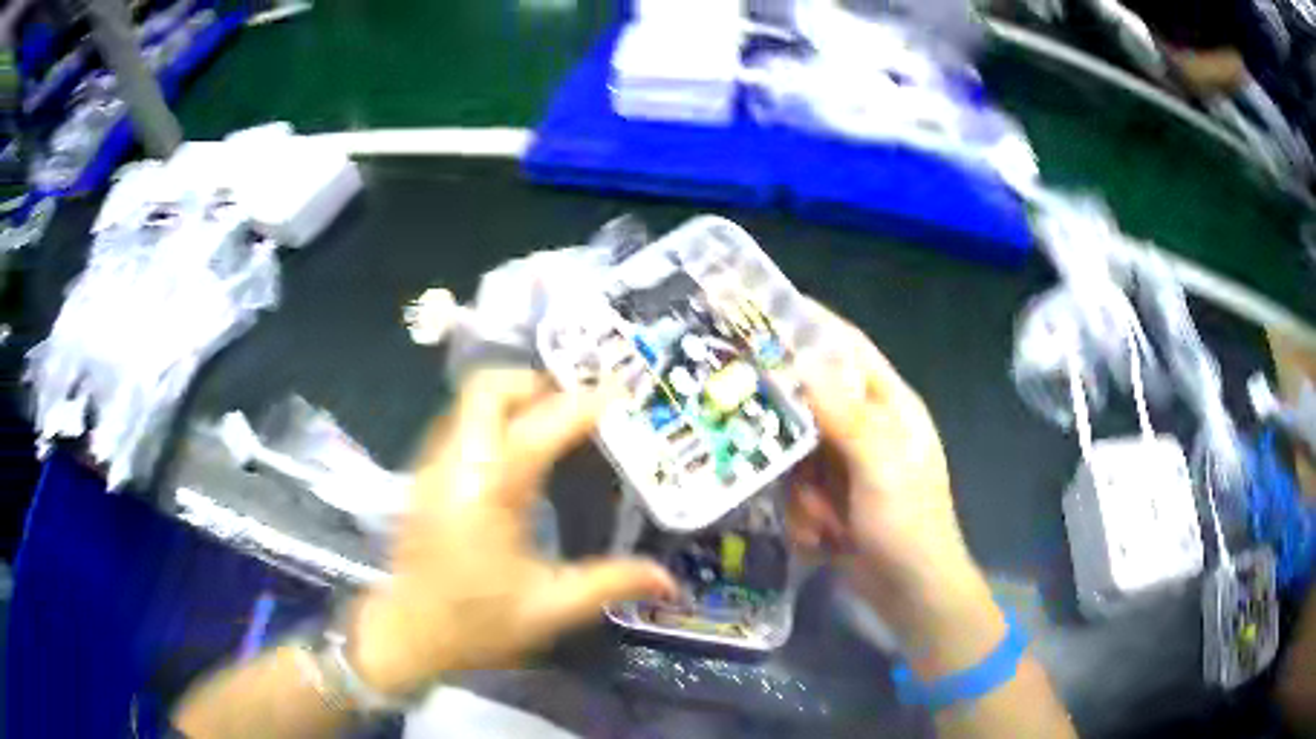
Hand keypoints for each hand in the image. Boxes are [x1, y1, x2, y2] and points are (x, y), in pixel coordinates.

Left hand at [349, 369, 676, 696]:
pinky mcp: (425, 475)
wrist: (407, 634)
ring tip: (555, 420)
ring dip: (514, 397)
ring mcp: (434, 466)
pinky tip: (519, 450)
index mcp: (488, 496)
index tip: (619, 391)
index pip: (538, 430)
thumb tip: (669, 580)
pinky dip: (494, 417)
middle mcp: (456, 467)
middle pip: (487, 390)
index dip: (581, 406)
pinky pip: (461, 422)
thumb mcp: (550, 609)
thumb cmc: (476, 624)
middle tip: (577, 404)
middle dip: (536, 383)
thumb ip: (610, 584)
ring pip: (469, 401)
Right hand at [788, 305, 987, 630]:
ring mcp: (847, 465)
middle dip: (788, 425)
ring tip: (821, 520)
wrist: (912, 593)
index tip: (762, 311)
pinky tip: (823, 539)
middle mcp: (867, 427)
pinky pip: (798, 490)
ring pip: (798, 452)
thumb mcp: (880, 466)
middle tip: (745, 425)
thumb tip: (805, 359)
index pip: (848, 348)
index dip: (811, 325)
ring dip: (802, 490)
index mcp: (890, 405)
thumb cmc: (909, 523)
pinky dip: (805, 516)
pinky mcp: (832, 498)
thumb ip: (844, 414)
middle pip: (812, 400)